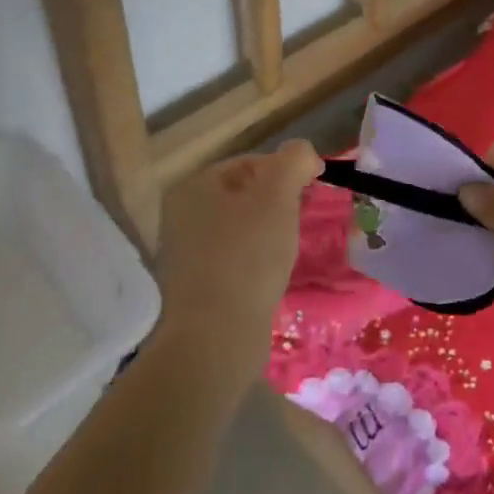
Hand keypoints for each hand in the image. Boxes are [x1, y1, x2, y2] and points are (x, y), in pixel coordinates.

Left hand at [155, 140, 321, 380]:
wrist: (216, 338)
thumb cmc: (247, 256)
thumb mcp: (278, 196)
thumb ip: (294, 161)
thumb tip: (304, 154)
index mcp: (194, 187)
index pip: (250, 163)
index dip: (286, 172)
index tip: (311, 193)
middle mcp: (182, 215)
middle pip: (246, 195)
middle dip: (279, 204)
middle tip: (299, 222)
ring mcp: (186, 253)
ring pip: (242, 228)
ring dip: (270, 233)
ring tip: (287, 251)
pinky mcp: (196, 286)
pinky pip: (235, 258)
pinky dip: (256, 260)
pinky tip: (270, 276)